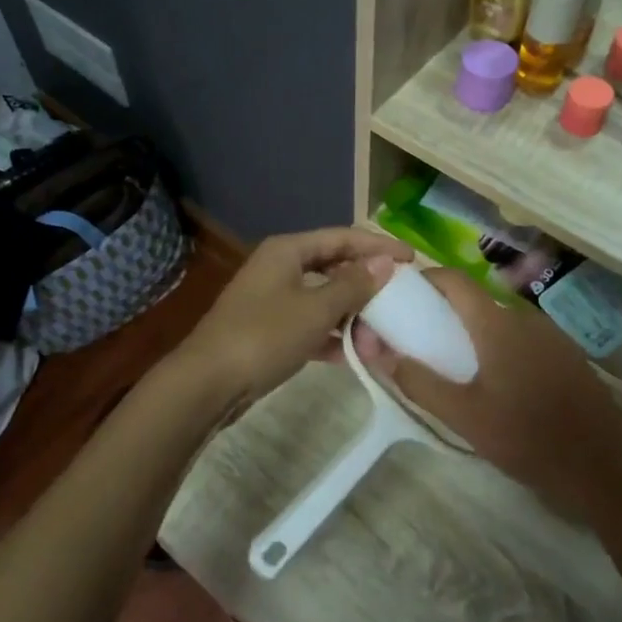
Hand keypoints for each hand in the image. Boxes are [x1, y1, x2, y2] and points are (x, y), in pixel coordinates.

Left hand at [178, 227, 411, 413]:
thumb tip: (386, 262)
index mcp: (288, 251)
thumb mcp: (316, 309)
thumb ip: (354, 285)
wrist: (208, 383)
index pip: (343, 238)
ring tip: (381, 336)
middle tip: (400, 301)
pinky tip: (353, 355)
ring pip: (323, 299)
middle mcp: (279, 268)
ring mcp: (272, 300)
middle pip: (333, 267)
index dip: (379, 246)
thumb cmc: (265, 335)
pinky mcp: (268, 330)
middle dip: (366, 286)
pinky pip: (310, 325)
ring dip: (352, 316)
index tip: (414, 260)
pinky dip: (331, 336)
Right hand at [352, 269, 621, 517]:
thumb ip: (419, 382)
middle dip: (447, 310)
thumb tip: (380, 353)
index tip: (404, 296)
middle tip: (424, 337)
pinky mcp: (567, 353)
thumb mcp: (463, 416)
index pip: (454, 280)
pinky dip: (502, 344)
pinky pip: (524, 336)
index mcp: (496, 323)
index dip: (426, 279)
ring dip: (476, 330)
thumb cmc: (526, 437)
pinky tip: (499, 379)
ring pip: (501, 319)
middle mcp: (524, 317)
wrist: (602, 466)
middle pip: (477, 299)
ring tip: (457, 362)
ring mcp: (551, 334)